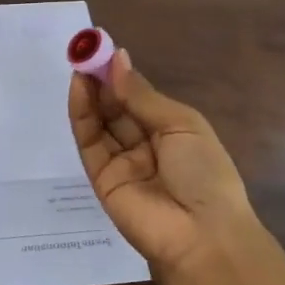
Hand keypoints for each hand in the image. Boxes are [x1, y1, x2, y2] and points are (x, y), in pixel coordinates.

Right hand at [69, 48, 256, 284]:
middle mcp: (145, 146)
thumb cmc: (205, 173)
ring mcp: (121, 162)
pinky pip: (89, 141)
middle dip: (102, 80)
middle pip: (116, 108)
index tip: (104, 49)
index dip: (121, 75)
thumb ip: (142, 95)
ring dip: (89, 93)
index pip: (139, 98)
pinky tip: (80, 88)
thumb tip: (117, 60)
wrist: (202, 235)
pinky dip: (82, 114)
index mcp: (171, 132)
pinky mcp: (100, 178)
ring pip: (100, 122)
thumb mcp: (181, 125)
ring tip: (80, 63)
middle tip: (86, 52)